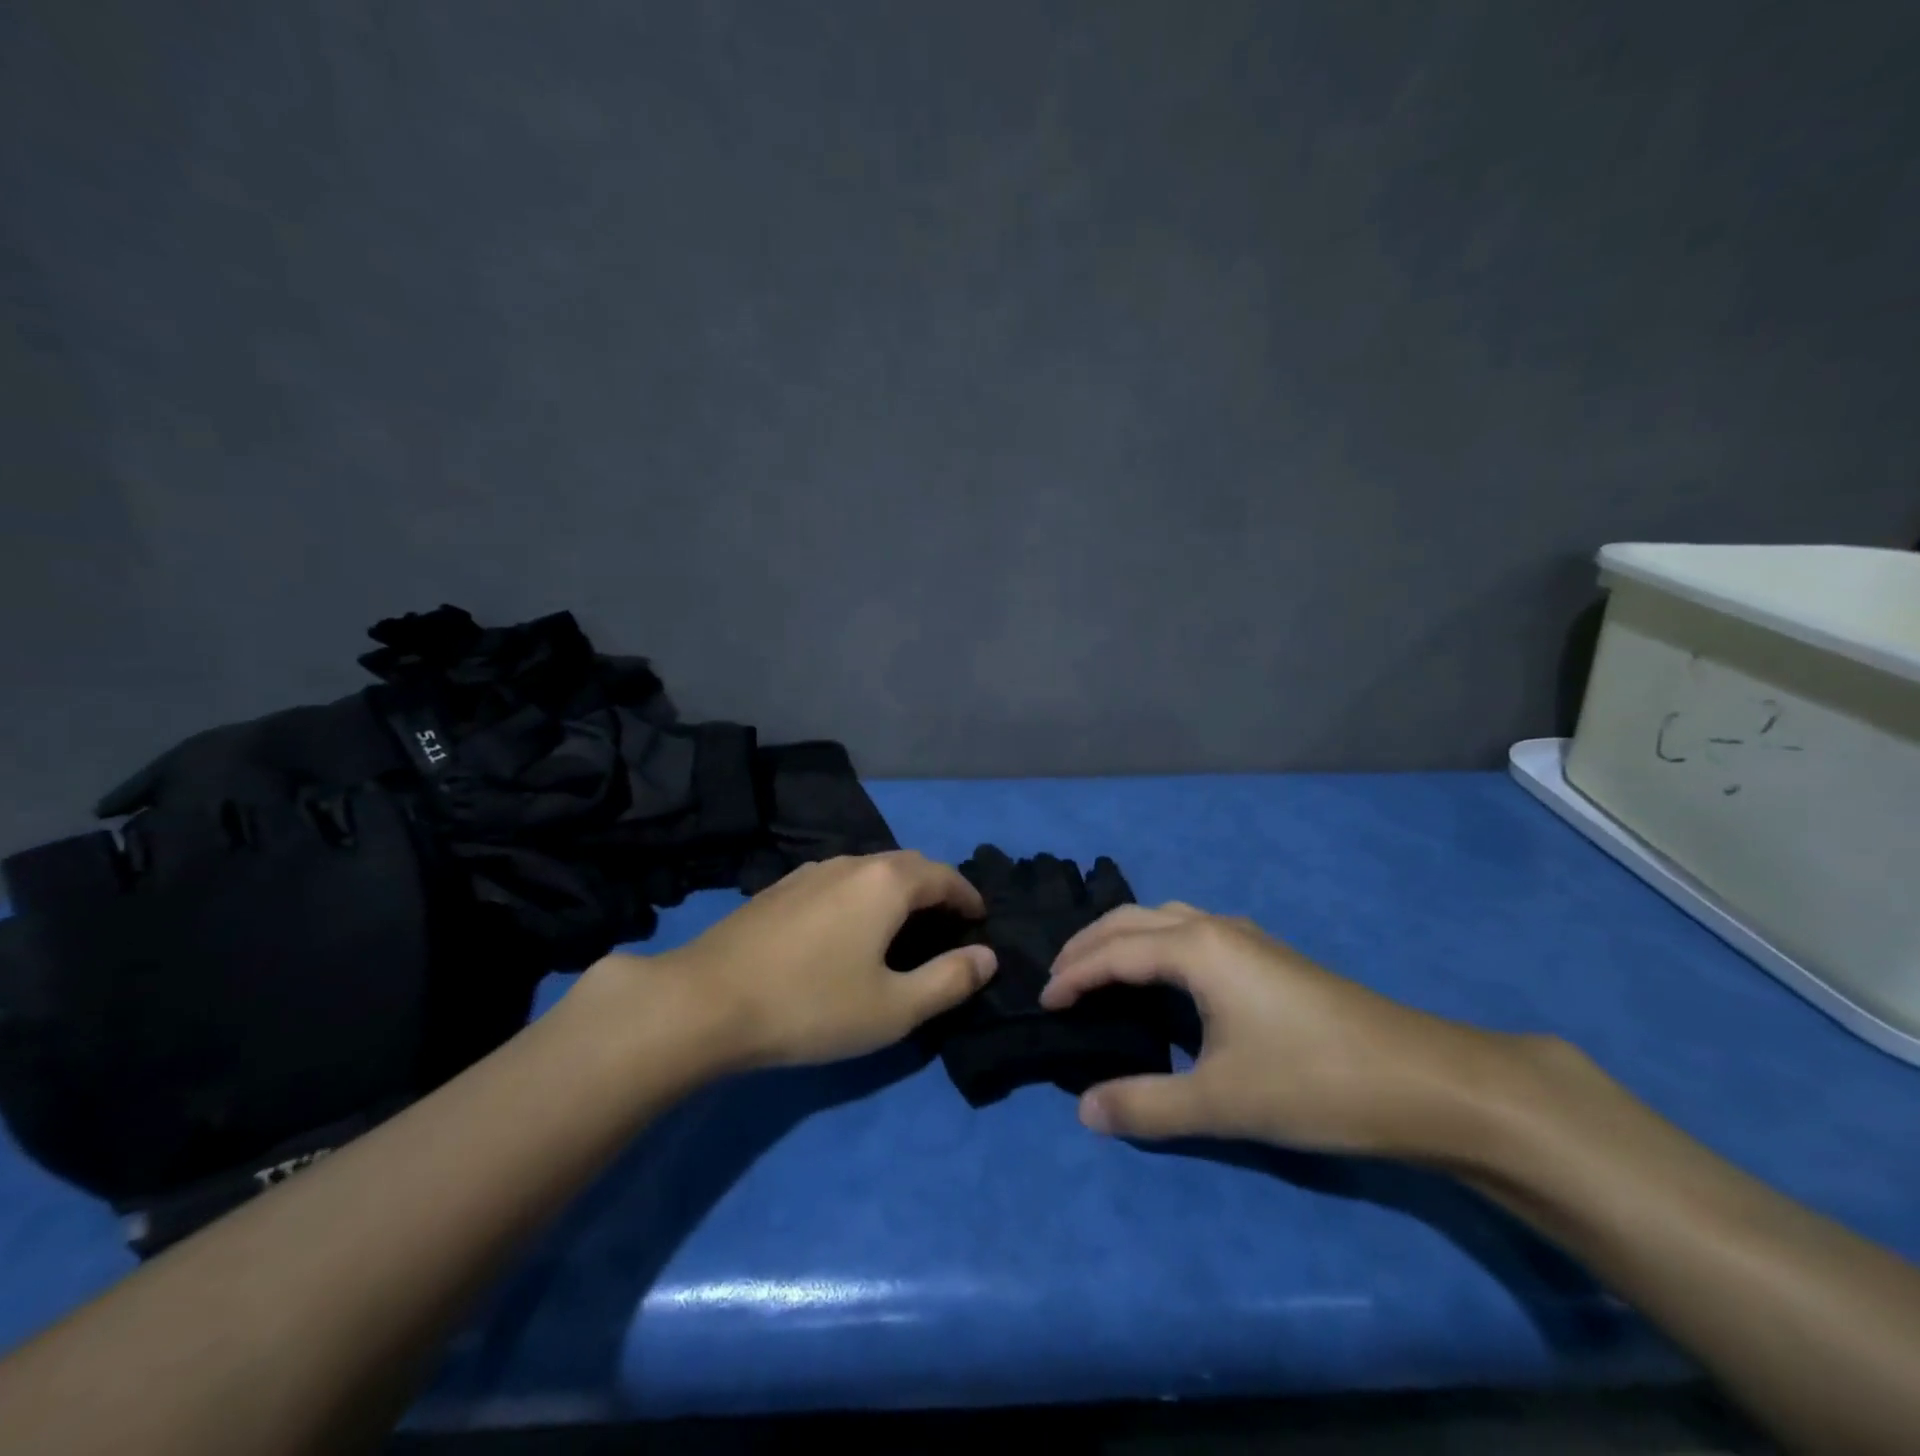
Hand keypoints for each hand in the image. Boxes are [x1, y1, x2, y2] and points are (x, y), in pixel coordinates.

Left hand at [607, 852, 995, 1071]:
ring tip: (900, 926)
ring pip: (868, 871)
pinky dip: (860, 897)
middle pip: (907, 865)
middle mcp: (851, 863)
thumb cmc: (812, 1006)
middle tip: (946, 924)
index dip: (968, 896)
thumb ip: (949, 980)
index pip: (944, 876)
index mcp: (886, 882)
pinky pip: (836, 882)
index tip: (980, 919)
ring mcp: (809, 872)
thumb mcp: (894, 1008)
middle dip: (934, 889)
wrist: (705, 1002)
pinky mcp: (777, 889)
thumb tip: (987, 956)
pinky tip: (845, 929)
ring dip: (895, 891)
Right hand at [1040, 903, 1520, 1157]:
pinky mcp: (1268, 955)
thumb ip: (1146, 1104)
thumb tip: (1084, 1110)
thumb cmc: (1314, 1082)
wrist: (1425, 1080)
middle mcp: (1216, 927)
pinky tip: (1163, 977)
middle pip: (1133, 919)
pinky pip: (1191, 931)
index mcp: (1198, 947)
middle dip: (1088, 945)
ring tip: (1098, 972)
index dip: (1072, 976)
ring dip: (1123, 938)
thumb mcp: (1221, 1101)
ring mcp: (1247, 937)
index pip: (1114, 952)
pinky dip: (1155, 943)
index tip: (1043, 1004)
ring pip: (1165, 918)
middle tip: (1057, 980)